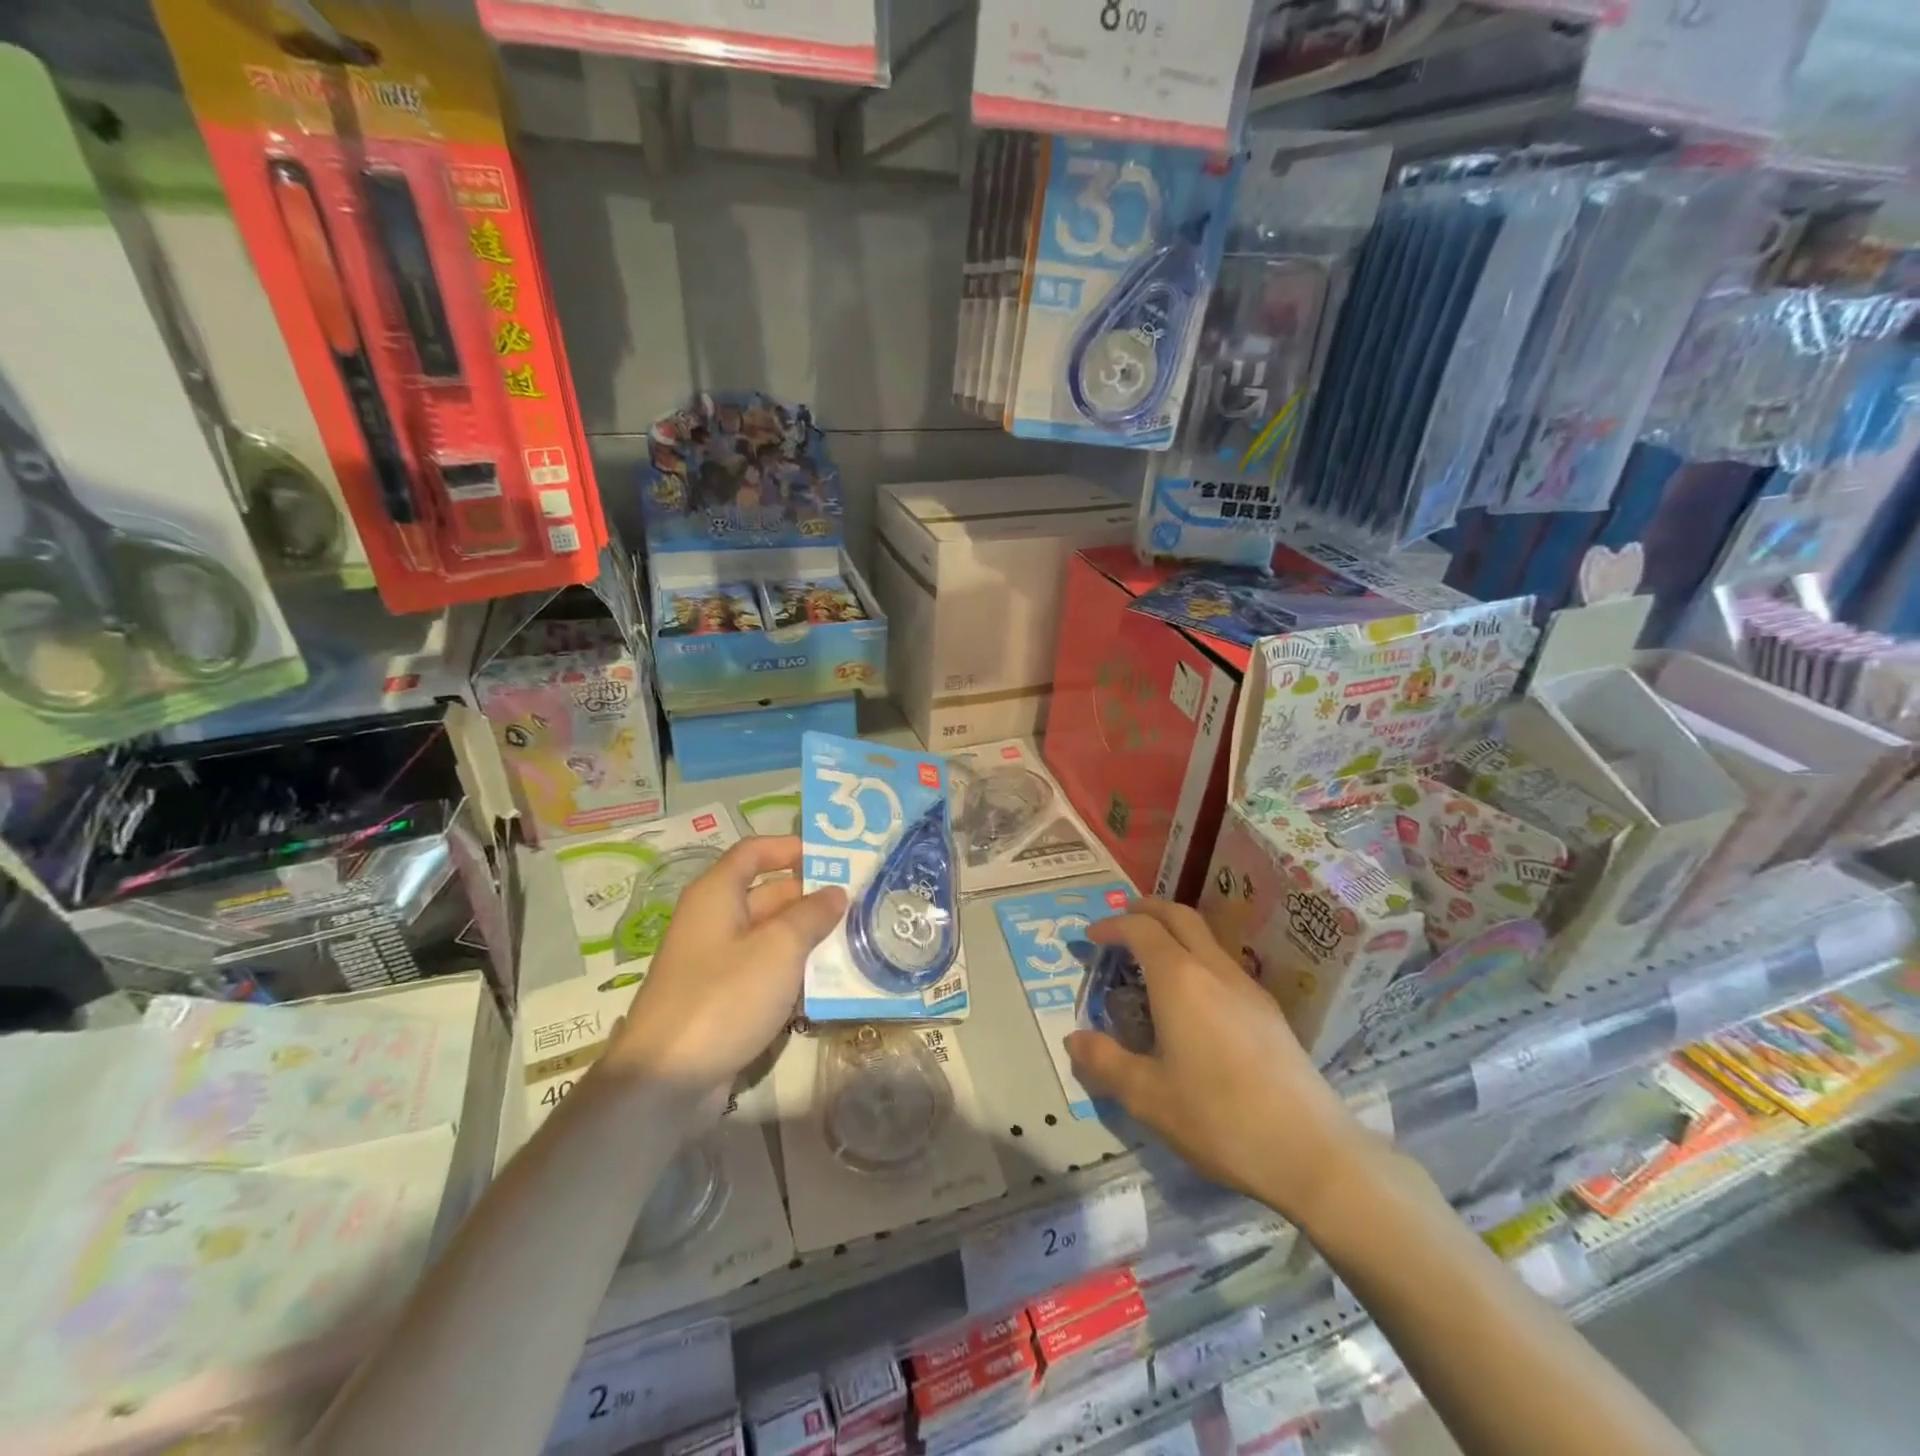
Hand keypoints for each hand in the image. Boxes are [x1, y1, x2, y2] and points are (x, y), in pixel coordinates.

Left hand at [607, 836, 845, 1116]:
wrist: (666, 1080)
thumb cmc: (724, 997)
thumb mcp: (779, 948)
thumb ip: (811, 915)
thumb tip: (836, 892)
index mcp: (717, 894)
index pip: (755, 852)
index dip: (791, 848)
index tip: (833, 857)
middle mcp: (714, 921)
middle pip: (767, 894)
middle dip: (811, 897)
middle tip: (860, 904)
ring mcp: (716, 963)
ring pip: (770, 936)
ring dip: (808, 937)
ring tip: (856, 940)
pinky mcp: (722, 999)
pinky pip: (764, 972)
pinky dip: (793, 972)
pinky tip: (829, 983)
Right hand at [1065, 900, 1368, 1225]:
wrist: (1312, 1152)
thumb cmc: (1219, 1119)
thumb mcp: (1147, 1097)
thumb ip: (1105, 1062)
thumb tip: (1074, 1039)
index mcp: (1180, 980)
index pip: (1141, 929)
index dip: (1112, 925)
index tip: (1091, 938)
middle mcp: (1214, 969)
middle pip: (1179, 915)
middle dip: (1146, 909)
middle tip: (1122, 919)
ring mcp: (1247, 987)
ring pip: (1206, 936)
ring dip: (1175, 930)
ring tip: (1152, 956)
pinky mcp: (1269, 1010)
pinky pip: (1223, 962)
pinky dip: (1196, 955)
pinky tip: (1192, 996)